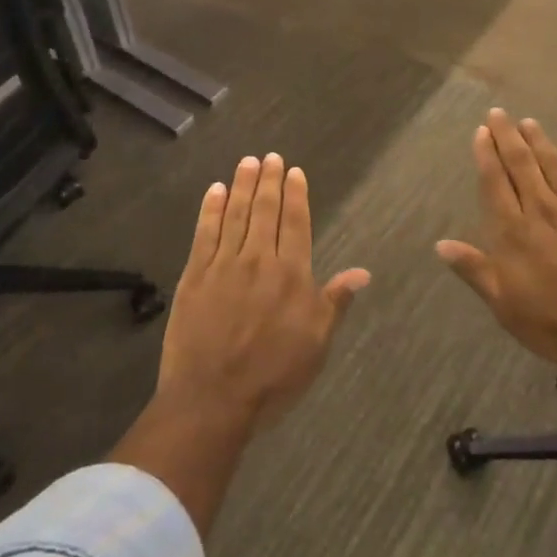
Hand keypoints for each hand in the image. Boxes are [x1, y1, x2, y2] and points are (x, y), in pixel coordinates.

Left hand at [158, 153, 369, 431]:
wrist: (212, 399)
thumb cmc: (273, 375)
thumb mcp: (316, 344)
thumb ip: (335, 302)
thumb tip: (362, 272)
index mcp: (291, 274)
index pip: (295, 222)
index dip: (295, 195)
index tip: (294, 172)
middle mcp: (258, 260)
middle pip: (265, 210)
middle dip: (269, 180)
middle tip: (270, 156)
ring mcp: (223, 265)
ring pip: (236, 214)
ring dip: (242, 185)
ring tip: (247, 162)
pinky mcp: (194, 276)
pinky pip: (204, 233)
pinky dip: (211, 209)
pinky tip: (216, 191)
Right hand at [437, 110, 556, 369]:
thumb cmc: (555, 322)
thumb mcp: (504, 305)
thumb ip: (475, 270)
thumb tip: (441, 244)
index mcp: (512, 232)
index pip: (495, 183)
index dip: (486, 155)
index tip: (481, 132)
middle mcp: (541, 210)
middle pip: (521, 164)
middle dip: (508, 136)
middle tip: (499, 113)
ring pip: (553, 164)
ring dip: (539, 140)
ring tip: (528, 121)